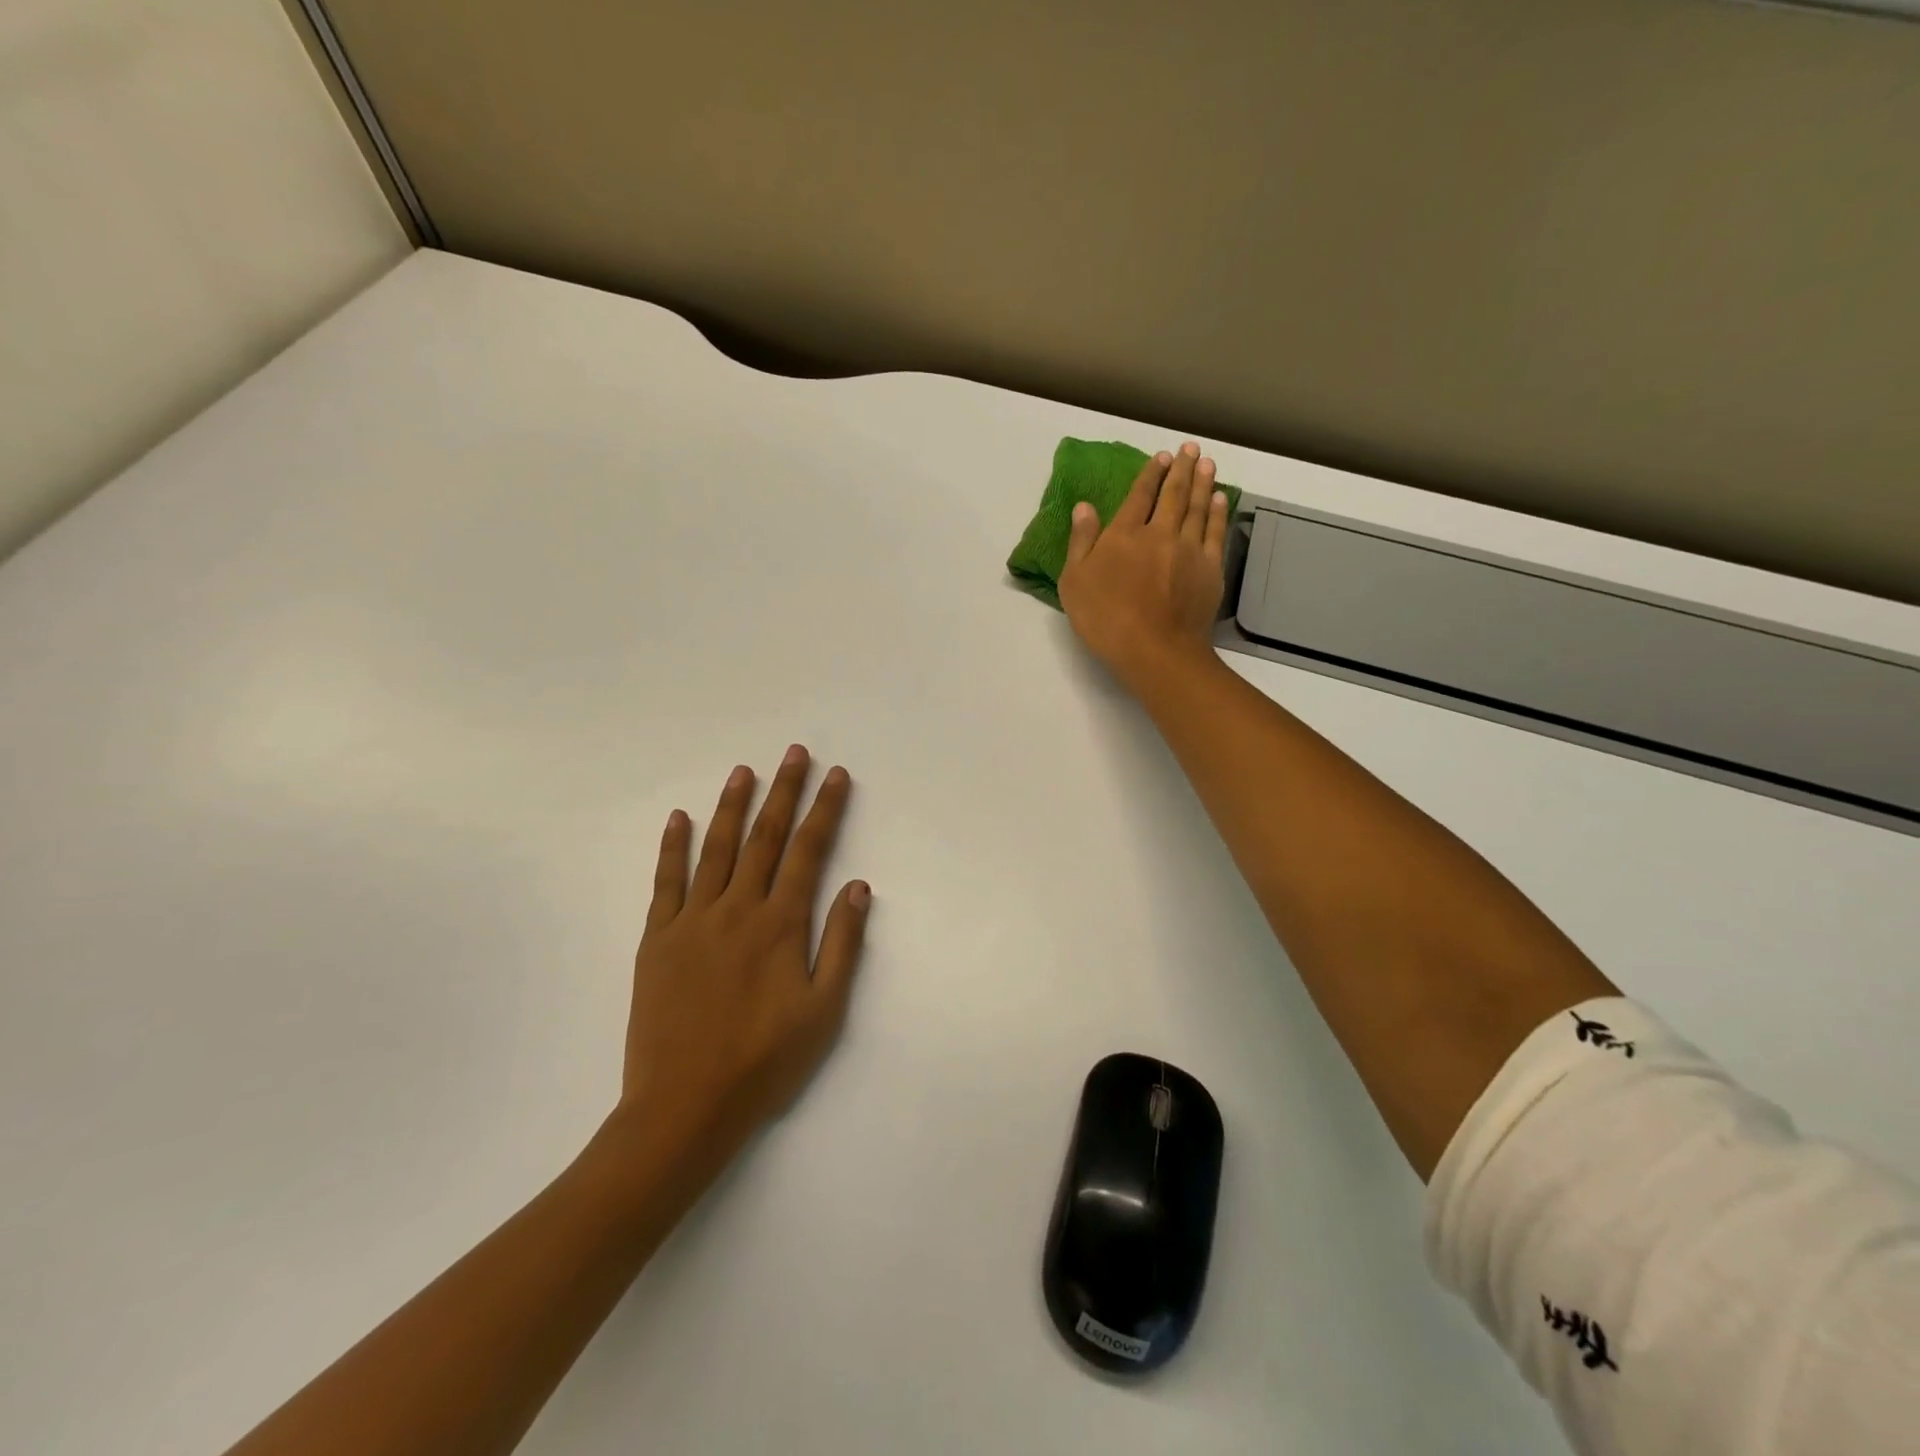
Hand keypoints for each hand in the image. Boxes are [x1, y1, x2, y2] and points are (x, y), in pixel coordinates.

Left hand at [615, 747, 871, 1168]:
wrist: (684, 1107)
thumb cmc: (764, 1063)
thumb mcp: (823, 1010)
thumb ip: (841, 944)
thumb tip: (857, 885)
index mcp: (780, 925)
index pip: (809, 852)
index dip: (825, 810)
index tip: (836, 775)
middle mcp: (737, 909)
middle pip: (765, 838)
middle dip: (783, 792)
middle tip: (794, 753)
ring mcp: (693, 921)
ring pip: (716, 849)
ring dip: (732, 806)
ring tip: (744, 771)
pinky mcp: (658, 939)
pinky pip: (665, 882)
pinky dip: (672, 847)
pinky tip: (679, 818)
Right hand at [1058, 442, 1229, 692]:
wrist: (1154, 649)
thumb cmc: (1105, 619)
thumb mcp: (1075, 582)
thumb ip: (1081, 542)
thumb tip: (1083, 506)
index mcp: (1124, 535)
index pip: (1138, 496)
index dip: (1150, 474)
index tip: (1161, 456)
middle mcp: (1159, 533)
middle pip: (1173, 495)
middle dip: (1181, 469)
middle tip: (1189, 448)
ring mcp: (1189, 549)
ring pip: (1197, 508)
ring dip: (1202, 482)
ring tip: (1207, 463)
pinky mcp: (1210, 568)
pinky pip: (1216, 532)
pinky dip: (1217, 512)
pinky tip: (1219, 499)